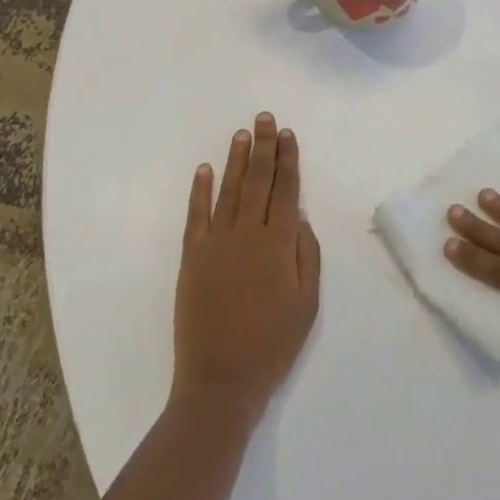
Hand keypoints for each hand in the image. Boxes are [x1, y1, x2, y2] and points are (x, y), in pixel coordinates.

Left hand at [172, 113, 321, 421]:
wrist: (220, 381)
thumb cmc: (272, 345)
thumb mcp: (308, 304)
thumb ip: (307, 256)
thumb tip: (300, 216)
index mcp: (279, 244)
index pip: (286, 190)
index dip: (289, 159)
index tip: (288, 134)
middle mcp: (248, 234)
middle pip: (259, 180)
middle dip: (264, 146)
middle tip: (265, 118)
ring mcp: (216, 243)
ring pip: (229, 190)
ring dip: (236, 159)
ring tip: (242, 133)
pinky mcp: (192, 257)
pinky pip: (196, 215)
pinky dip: (200, 190)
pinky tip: (204, 169)